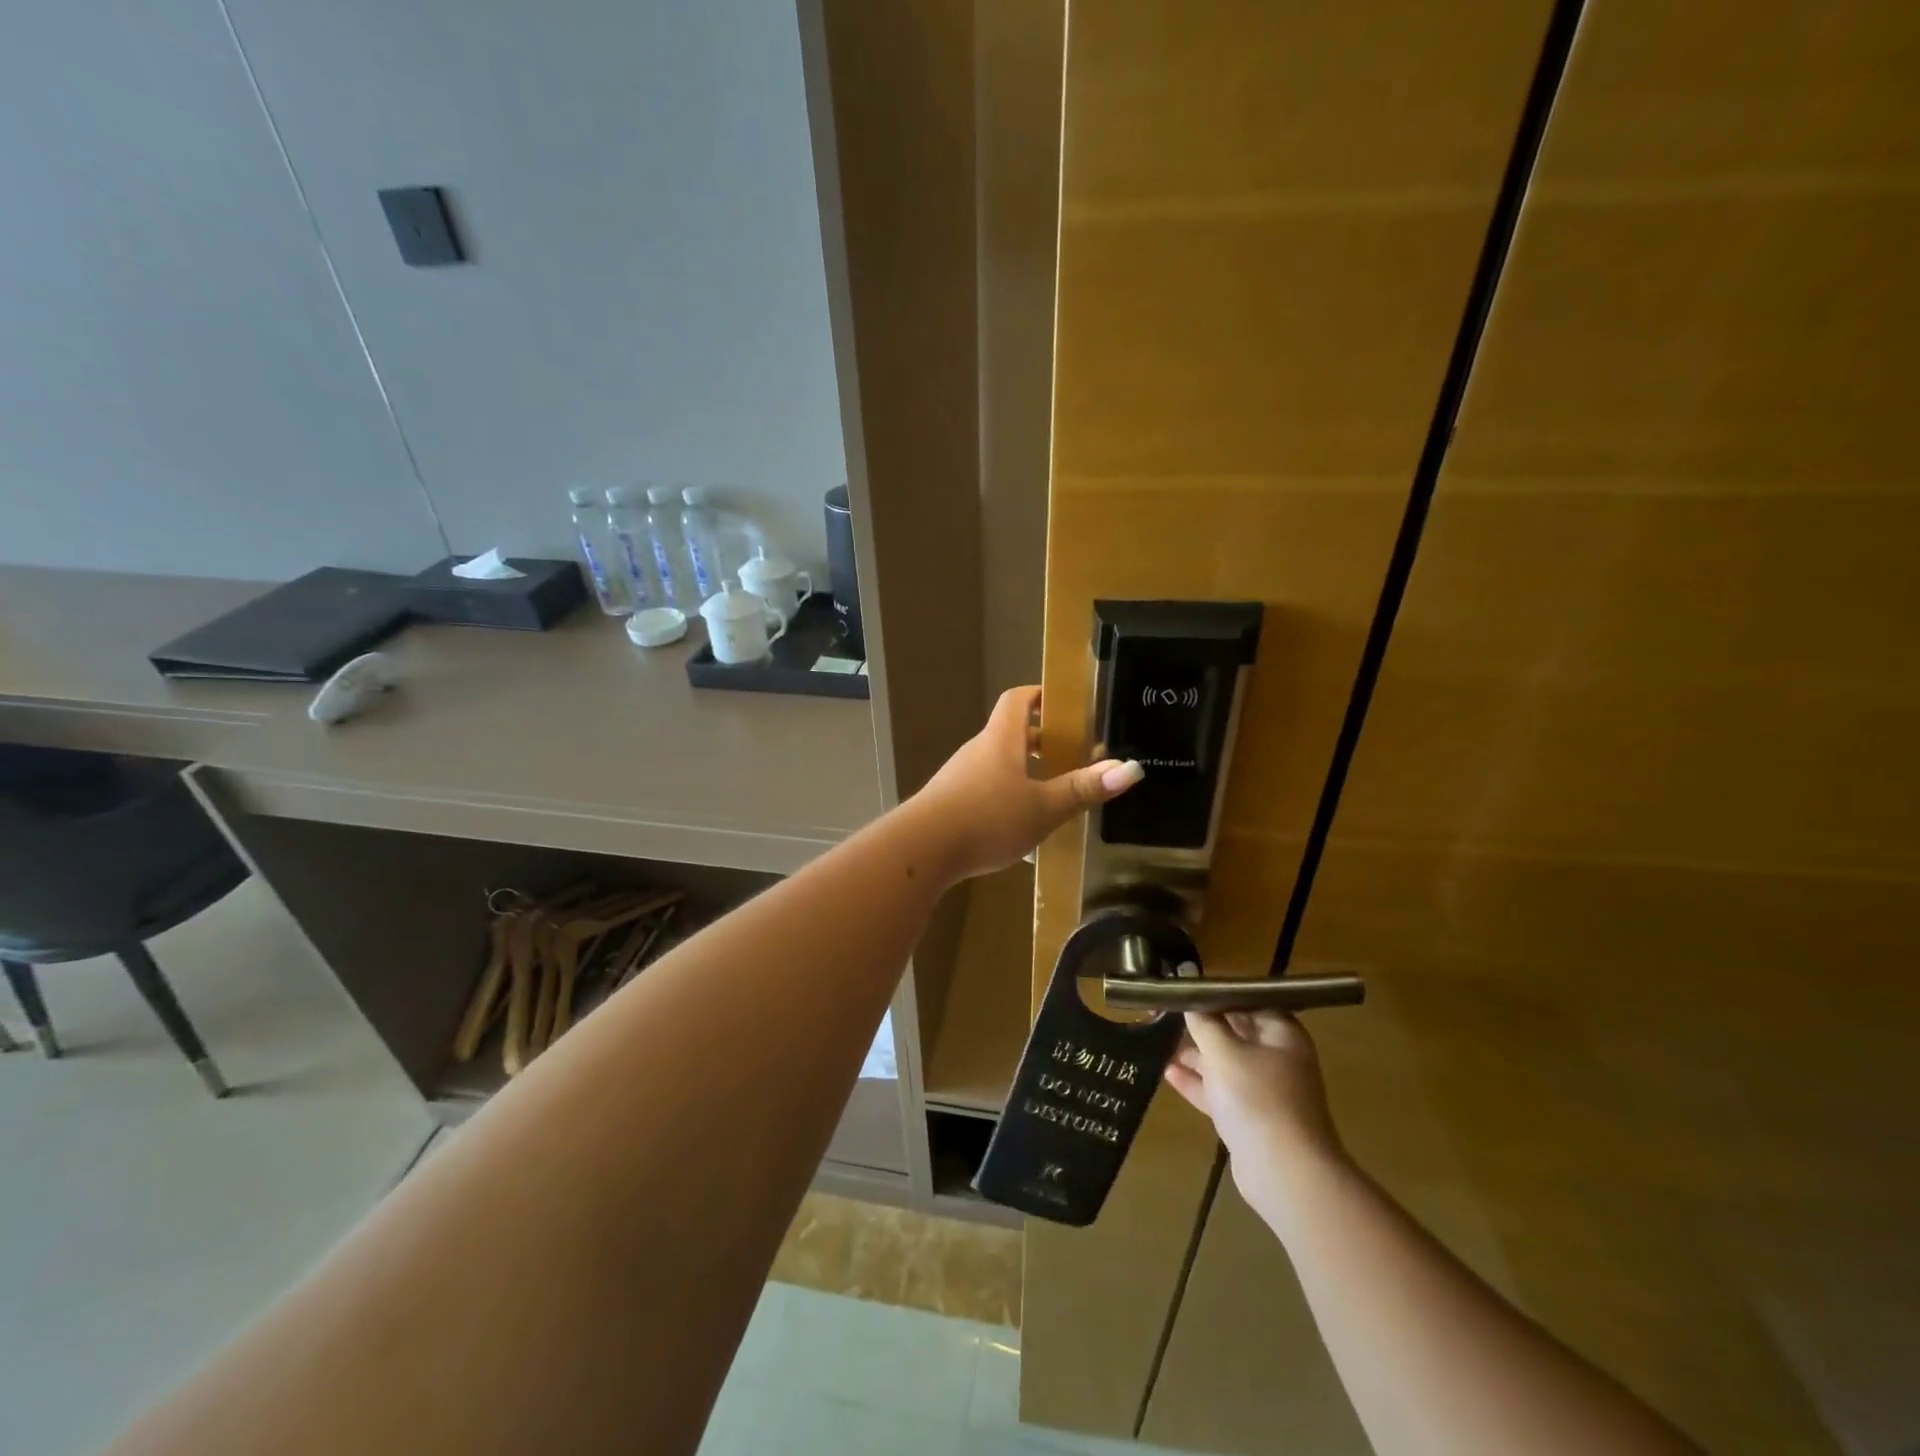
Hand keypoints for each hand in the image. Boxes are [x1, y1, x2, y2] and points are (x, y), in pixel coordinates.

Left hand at [907, 686, 1142, 882]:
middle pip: (1011, 733)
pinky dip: (1006, 796)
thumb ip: (1084, 789)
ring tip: (1053, 793)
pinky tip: (1020, 826)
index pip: (1018, 698)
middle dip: (1042, 741)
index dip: (1042, 695)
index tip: (1067, 705)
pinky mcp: (948, 803)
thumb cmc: (987, 818)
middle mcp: (978, 750)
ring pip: (998, 764)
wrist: (921, 850)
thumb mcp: (1044, 807)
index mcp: (1001, 739)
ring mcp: (959, 777)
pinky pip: (984, 789)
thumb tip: (1132, 768)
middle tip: (1072, 756)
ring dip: (1025, 772)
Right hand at [1164, 1011, 1346, 1211]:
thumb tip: (1190, 999)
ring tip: (1159, 1042)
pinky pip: (1221, 1092)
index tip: (1184, 991)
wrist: (1285, 1172)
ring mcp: (1265, 1090)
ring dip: (1195, 1055)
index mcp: (1281, 1034)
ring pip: (1225, 1064)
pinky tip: (1169, 1074)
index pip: (1247, 1001)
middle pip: (1235, 1032)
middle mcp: (1277, 1058)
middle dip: (1201, 1026)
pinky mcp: (1251, 1118)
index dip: (1216, 995)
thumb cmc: (1256, 1097)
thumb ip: (1204, 1022)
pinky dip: (1198, 1083)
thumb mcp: (1223, 1051)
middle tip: (1163, 1014)